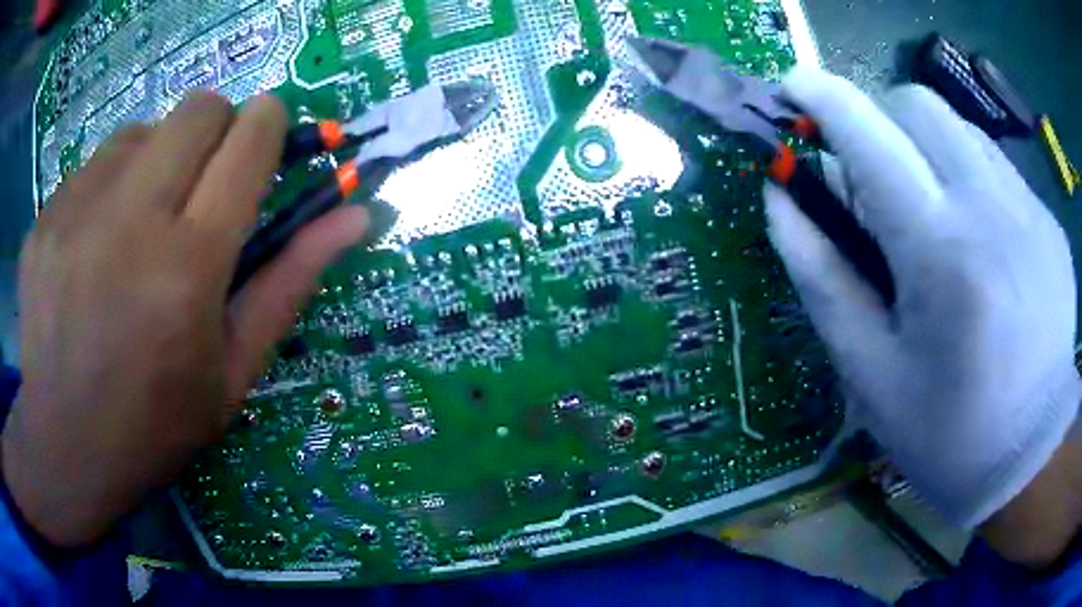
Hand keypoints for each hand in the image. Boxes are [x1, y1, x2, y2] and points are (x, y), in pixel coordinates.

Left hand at [2, 92, 370, 546]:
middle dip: (216, 130)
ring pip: (142, 130)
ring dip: (155, 160)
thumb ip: (290, 282)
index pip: (248, 142)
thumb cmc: (154, 424)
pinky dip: (107, 188)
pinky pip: (93, 166)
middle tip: (201, 187)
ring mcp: (77, 212)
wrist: (65, 447)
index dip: (268, 124)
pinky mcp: (46, 216)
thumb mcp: (233, 373)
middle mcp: (130, 221)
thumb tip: (356, 215)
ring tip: (137, 225)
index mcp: (188, 267)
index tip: (266, 136)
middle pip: (198, 110)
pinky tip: (93, 246)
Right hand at [765, 68, 1079, 530]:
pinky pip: (995, 164)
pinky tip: (974, 232)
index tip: (793, 87)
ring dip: (924, 146)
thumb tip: (778, 197)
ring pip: (958, 126)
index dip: (822, 97)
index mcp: (942, 257)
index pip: (870, 136)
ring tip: (927, 209)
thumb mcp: (870, 374)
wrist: (1030, 457)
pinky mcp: (1048, 222)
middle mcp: (992, 211)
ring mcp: (1030, 211)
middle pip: (916, 105)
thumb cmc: (946, 435)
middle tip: (871, 174)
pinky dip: (966, 173)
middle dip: (877, 119)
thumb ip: (821, 275)